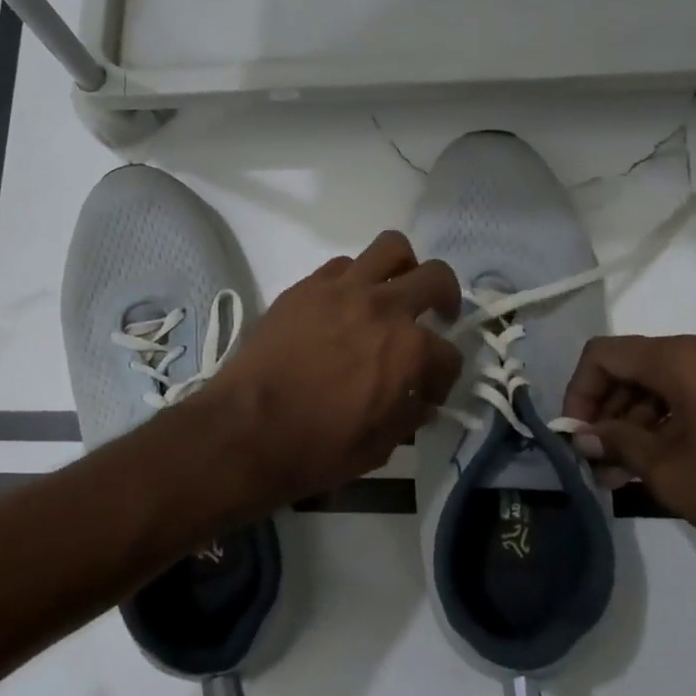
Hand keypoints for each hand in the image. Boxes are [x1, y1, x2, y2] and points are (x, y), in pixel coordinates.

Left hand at [205, 232, 463, 503]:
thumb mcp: (379, 447)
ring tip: (393, 291)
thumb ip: (408, 416)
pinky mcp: (307, 286)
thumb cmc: (316, 447)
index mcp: (409, 350)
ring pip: (392, 247)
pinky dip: (355, 279)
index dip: (444, 377)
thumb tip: (421, 401)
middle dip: (446, 297)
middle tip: (436, 315)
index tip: (429, 391)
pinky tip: (345, 304)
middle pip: (436, 277)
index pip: (449, 355)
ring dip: (403, 268)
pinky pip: (343, 264)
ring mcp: (343, 289)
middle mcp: (384, 308)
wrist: (246, 428)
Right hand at [563, 334, 695, 571]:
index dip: (580, 391)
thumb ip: (617, 443)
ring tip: (620, 472)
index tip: (575, 433)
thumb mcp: (669, 472)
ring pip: (665, 382)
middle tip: (595, 458)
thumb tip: (583, 435)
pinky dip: (671, 421)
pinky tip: (657, 462)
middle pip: (636, 366)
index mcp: (686, 358)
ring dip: (638, 421)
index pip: (606, 354)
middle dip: (609, 410)